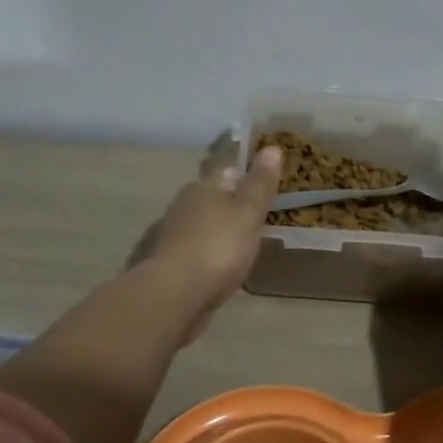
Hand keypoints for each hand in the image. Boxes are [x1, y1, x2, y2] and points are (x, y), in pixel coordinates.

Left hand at [145, 143, 283, 337]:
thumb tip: (272, 147)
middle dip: (232, 205)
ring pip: (203, 226)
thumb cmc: (218, 246)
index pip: (227, 171)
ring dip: (219, 232)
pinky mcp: (171, 265)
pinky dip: (209, 256)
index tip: (265, 184)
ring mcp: (174, 236)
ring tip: (244, 246)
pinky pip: (197, 252)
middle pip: (213, 198)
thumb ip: (260, 183)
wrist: (175, 295)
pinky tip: (223, 268)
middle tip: (258, 217)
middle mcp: (183, 205)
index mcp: (202, 187)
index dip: (246, 174)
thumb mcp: (248, 212)